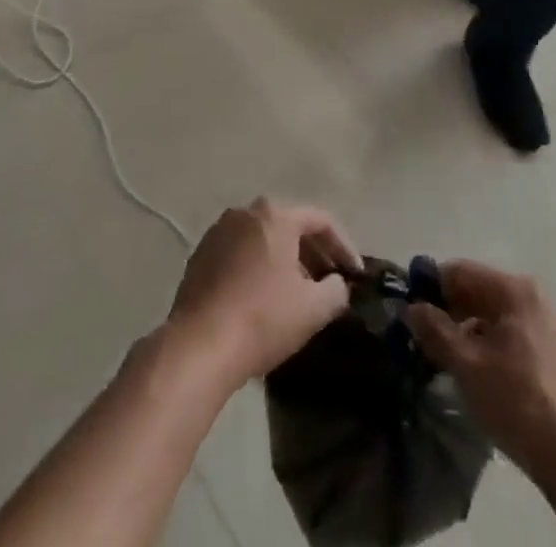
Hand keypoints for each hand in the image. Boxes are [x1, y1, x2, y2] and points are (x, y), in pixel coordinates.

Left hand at [168, 199, 359, 384]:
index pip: (321, 220)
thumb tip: (337, 284)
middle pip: (290, 225)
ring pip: (263, 239)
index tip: (356, 274)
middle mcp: (245, 212)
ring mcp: (219, 231)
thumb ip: (336, 290)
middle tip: (329, 282)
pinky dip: (258, 267)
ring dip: (285, 260)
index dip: (343, 246)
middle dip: (313, 253)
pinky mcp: (200, 254)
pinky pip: (240, 253)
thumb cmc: (262, 318)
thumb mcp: (313, 309)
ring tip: (298, 292)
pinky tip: (263, 298)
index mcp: (275, 215)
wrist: (199, 345)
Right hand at [406, 261, 555, 483]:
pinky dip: (495, 347)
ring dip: (472, 332)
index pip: (462, 271)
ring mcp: (554, 330)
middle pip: (483, 292)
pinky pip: (518, 339)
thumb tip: (411, 308)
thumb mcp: (467, 365)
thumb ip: (435, 330)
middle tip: (426, 337)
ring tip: (451, 360)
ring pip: (500, 318)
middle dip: (452, 311)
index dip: (432, 286)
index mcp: (517, 290)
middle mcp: (539, 300)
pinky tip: (484, 376)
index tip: (411, 309)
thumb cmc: (518, 402)